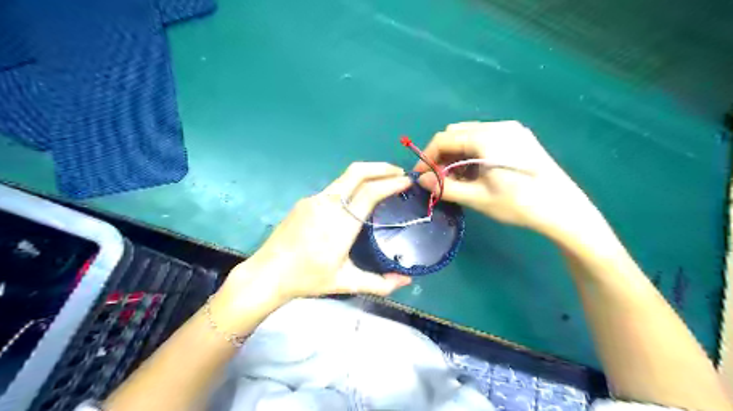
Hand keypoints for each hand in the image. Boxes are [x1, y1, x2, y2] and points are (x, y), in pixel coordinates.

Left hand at [215, 161, 411, 313]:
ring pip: (345, 177)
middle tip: (399, 172)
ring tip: (382, 182)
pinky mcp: (305, 201)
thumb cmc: (307, 279)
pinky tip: (355, 199)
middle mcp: (328, 204)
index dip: (392, 183)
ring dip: (367, 174)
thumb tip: (406, 281)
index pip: (371, 192)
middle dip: (381, 167)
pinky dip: (352, 185)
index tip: (407, 180)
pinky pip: (334, 188)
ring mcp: (314, 200)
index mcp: (341, 224)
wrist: (267, 274)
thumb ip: (379, 283)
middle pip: (357, 172)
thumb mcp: (346, 282)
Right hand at [415, 122, 611, 241]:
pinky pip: (486, 140)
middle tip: (440, 180)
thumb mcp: (477, 198)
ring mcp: (511, 130)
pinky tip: (476, 173)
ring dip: (457, 155)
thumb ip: (445, 187)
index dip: (428, 156)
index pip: (444, 138)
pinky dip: (473, 154)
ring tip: (458, 180)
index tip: (421, 176)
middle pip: (457, 134)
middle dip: (443, 155)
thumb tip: (422, 180)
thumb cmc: (519, 204)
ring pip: (471, 136)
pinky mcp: (520, 138)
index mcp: (486, 137)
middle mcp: (498, 126)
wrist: (564, 209)